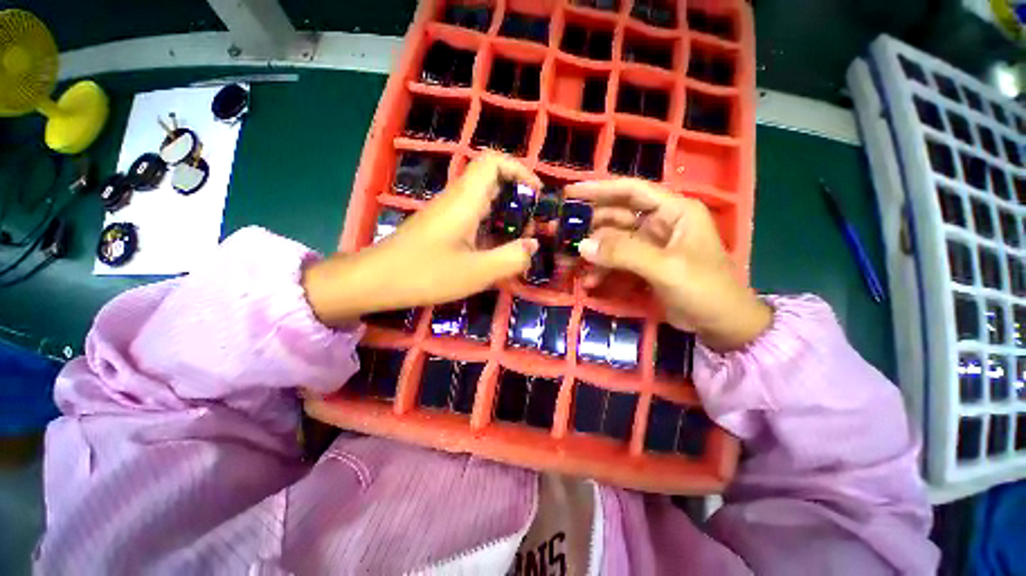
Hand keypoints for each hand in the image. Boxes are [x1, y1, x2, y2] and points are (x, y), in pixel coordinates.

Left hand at [303, 152, 540, 324]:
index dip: (520, 169)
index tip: (537, 194)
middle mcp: (455, 199)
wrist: (375, 281)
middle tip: (529, 225)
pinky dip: (489, 225)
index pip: (493, 162)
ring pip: (481, 199)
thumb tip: (533, 246)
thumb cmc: (425, 274)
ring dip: (503, 213)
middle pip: (491, 179)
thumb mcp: (477, 272)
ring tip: (516, 240)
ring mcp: (445, 212)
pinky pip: (471, 215)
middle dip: (516, 196)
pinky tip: (492, 249)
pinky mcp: (439, 226)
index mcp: (465, 200)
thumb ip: (511, 258)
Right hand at [568, 178, 770, 351]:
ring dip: (591, 251)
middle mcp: (660, 222)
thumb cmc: (705, 289)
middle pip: (616, 216)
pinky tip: (588, 282)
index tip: (569, 193)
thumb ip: (624, 253)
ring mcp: (650, 245)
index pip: (631, 190)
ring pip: (612, 240)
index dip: (599, 189)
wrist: (722, 325)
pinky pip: (615, 261)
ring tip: (567, 261)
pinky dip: (601, 270)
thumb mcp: (666, 268)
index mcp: (673, 210)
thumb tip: (582, 245)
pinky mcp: (643, 265)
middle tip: (559, 232)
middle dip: (588, 225)